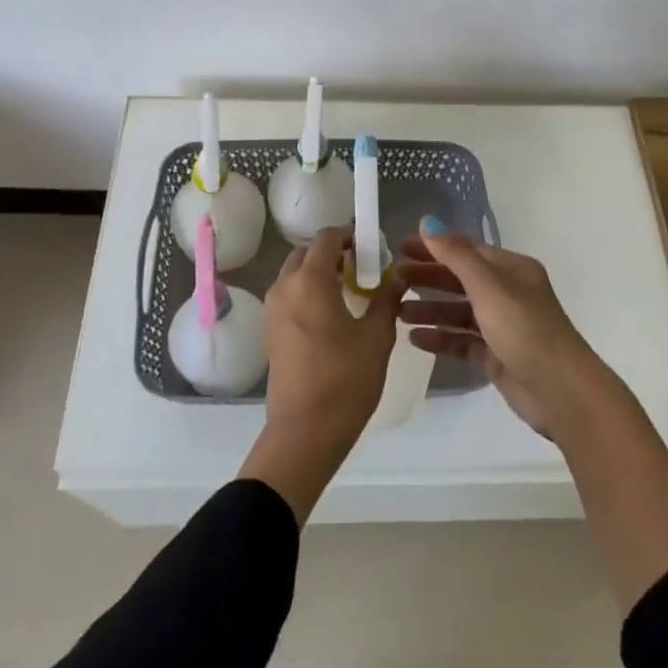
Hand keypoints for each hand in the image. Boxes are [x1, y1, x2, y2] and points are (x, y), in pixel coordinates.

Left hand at [260, 227, 404, 453]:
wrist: (305, 431)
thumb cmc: (345, 379)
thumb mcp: (377, 337)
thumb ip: (387, 301)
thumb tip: (398, 278)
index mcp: (309, 280)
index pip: (325, 238)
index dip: (349, 236)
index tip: (371, 247)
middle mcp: (284, 286)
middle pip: (306, 253)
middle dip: (332, 254)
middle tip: (361, 269)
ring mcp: (272, 309)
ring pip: (294, 274)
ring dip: (318, 273)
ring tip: (349, 292)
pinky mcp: (269, 331)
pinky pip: (288, 296)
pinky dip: (307, 293)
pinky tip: (332, 315)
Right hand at [396, 218, 603, 438]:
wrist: (559, 390)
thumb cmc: (524, 328)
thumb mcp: (488, 286)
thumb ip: (455, 255)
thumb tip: (427, 222)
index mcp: (512, 270)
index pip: (467, 250)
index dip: (434, 247)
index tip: (400, 248)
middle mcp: (508, 293)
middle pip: (460, 280)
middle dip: (428, 278)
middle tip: (393, 279)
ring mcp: (502, 326)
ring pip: (459, 312)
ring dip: (430, 310)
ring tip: (398, 313)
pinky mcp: (496, 356)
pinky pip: (462, 341)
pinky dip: (440, 338)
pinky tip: (415, 339)